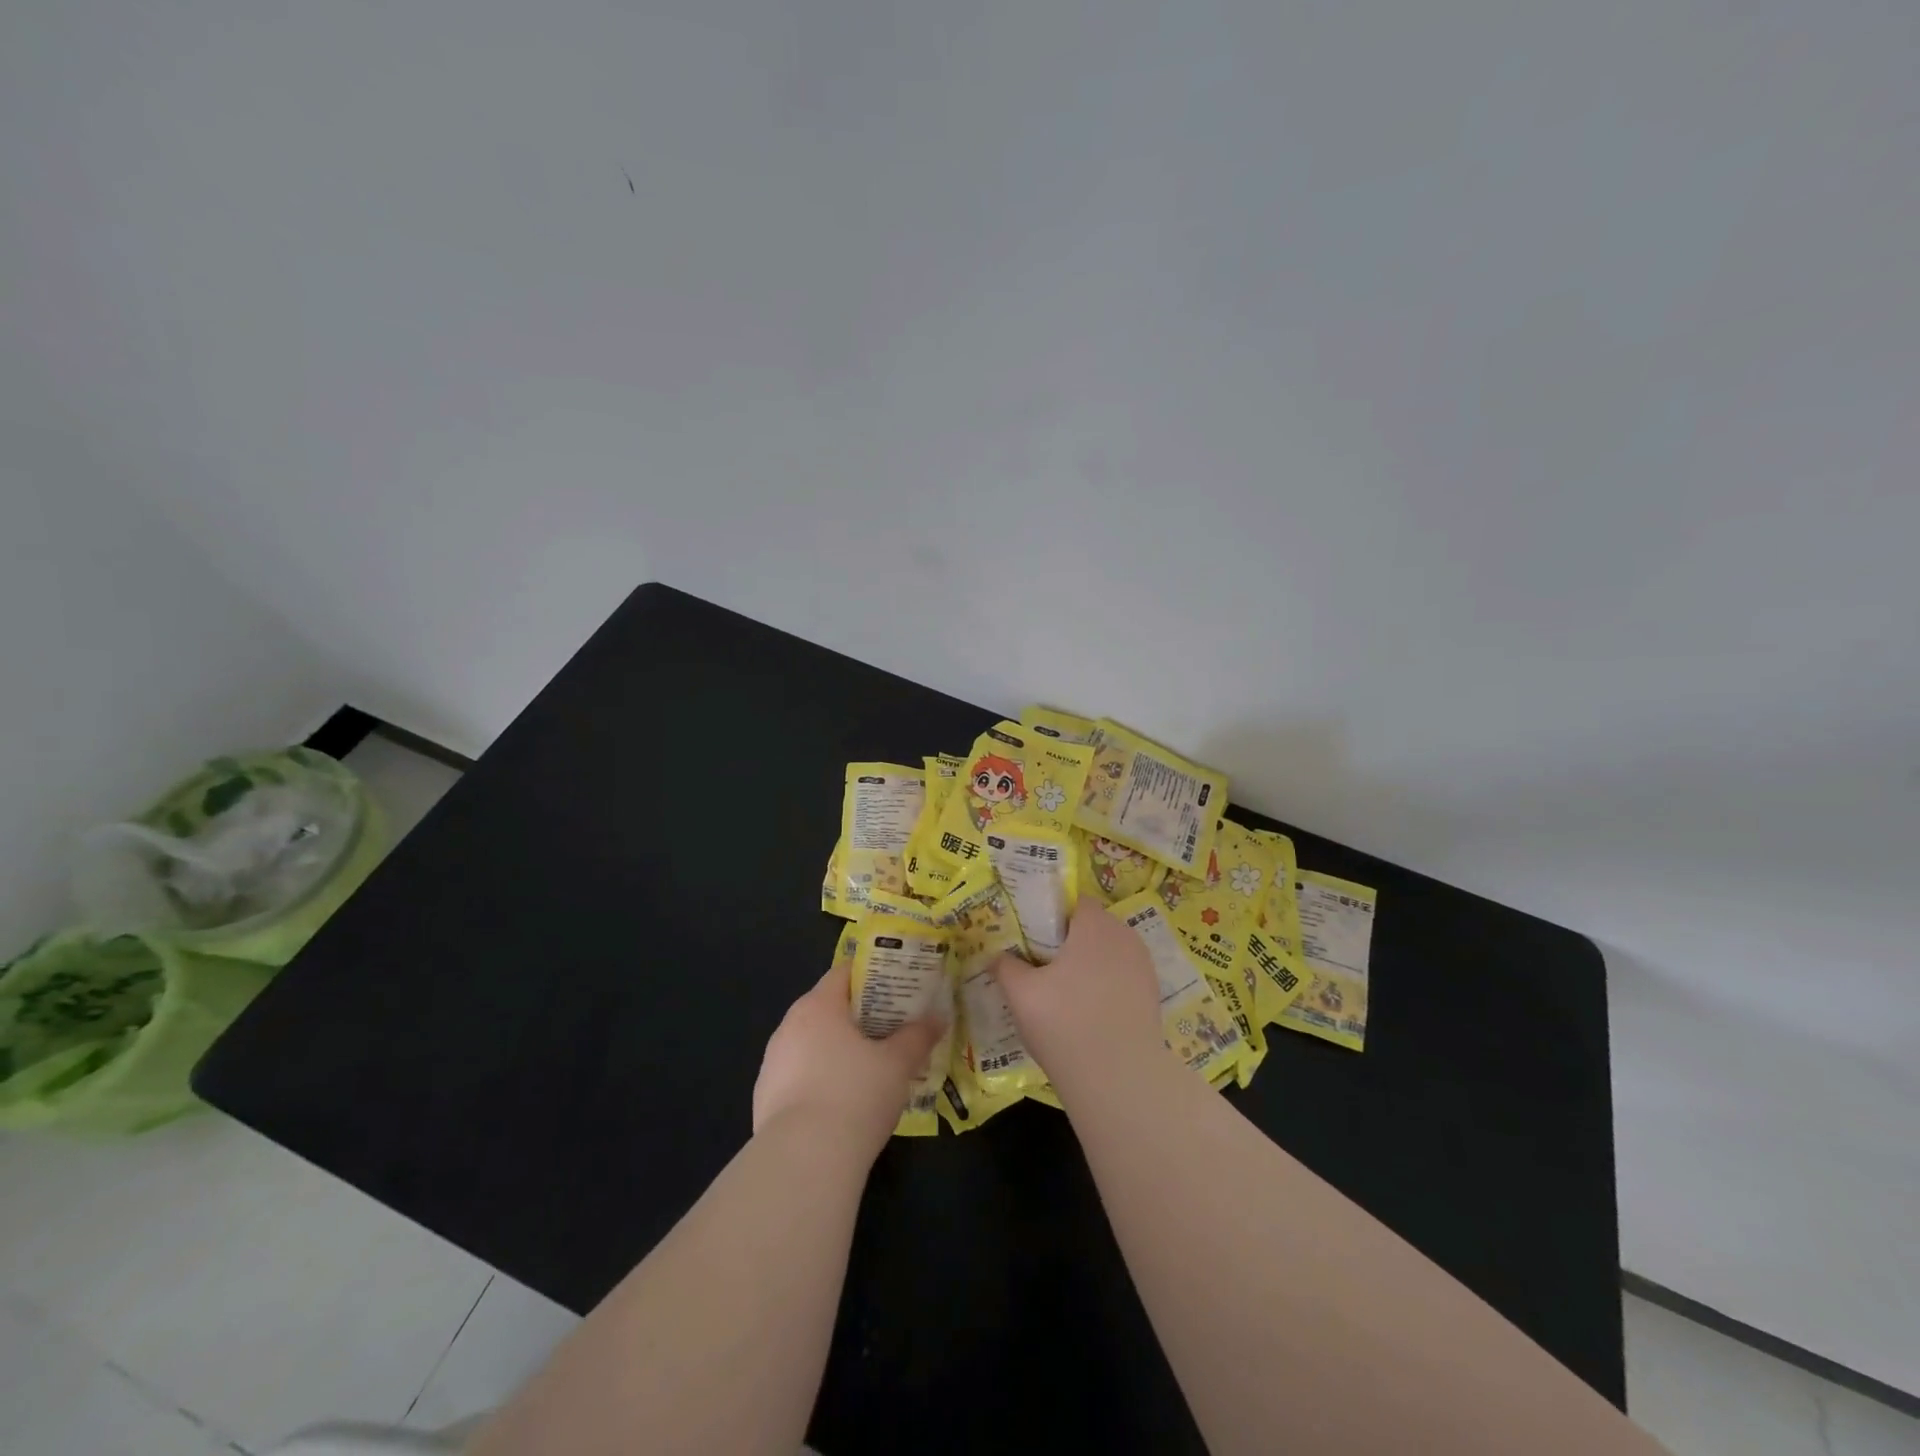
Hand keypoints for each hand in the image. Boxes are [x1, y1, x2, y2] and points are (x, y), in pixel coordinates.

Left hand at [752, 960, 942, 1159]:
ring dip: (837, 1050)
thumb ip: (918, 1036)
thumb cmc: (855, 1096)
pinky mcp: (764, 1099)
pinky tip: (842, 1104)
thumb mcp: (898, 1064)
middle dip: (859, 1016)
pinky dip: (820, 1080)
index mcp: (818, 1006)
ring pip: (812, 1044)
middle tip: (892, 1027)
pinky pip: (799, 1076)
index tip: (897, 988)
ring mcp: (772, 1064)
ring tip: (870, 1068)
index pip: (844, 973)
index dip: (873, 976)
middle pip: (827, 1008)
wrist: (803, 1162)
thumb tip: (938, 1018)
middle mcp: (788, 1027)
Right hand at [990, 901, 1164, 1097]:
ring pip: (1107, 954)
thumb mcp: (1021, 993)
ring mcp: (1143, 967)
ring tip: (1062, 993)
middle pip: (1092, 927)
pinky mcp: (1151, 995)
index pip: (1073, 903)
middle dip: (1068, 942)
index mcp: (1095, 924)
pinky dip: (1104, 987)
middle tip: (1040, 966)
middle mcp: (1124, 936)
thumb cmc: (1065, 1023)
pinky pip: (1121, 978)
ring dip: (1087, 965)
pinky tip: (1086, 1013)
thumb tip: (997, 956)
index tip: (1031, 938)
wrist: (1120, 1079)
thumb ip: (1006, 966)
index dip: (1051, 916)